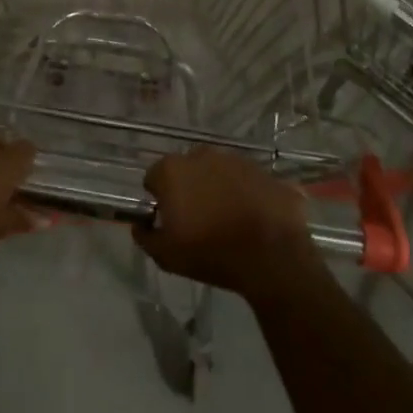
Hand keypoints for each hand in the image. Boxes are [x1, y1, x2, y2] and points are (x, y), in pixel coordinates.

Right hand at [134, 149, 319, 301]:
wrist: (272, 257)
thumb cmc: (211, 253)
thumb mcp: (167, 256)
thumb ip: (146, 237)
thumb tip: (140, 226)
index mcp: (173, 170)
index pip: (154, 178)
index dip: (159, 199)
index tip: (170, 220)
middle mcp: (202, 155)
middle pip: (187, 170)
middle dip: (189, 188)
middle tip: (198, 220)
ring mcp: (236, 160)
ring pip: (218, 172)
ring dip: (218, 188)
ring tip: (229, 220)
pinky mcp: (263, 170)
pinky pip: (247, 181)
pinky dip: (246, 194)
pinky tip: (253, 218)